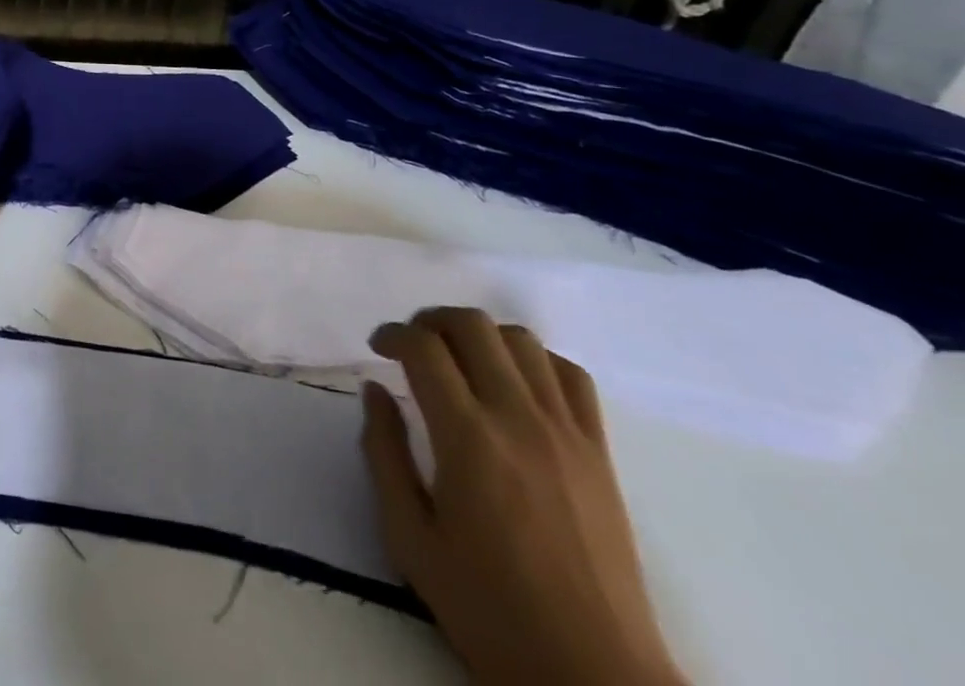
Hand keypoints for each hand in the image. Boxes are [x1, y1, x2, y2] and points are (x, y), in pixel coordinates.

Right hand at [360, 307, 684, 685]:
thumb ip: (383, 452)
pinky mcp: (599, 453)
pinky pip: (570, 375)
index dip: (391, 334)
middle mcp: (518, 419)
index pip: (423, 347)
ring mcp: (566, 432)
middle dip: (430, 321)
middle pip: (472, 325)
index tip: (377, 349)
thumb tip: (373, 391)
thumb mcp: (409, 536)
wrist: (593, 676)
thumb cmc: (488, 609)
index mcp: (467, 438)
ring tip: (460, 360)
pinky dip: (535, 360)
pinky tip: (514, 382)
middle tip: (412, 347)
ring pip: (521, 340)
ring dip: (480, 335)